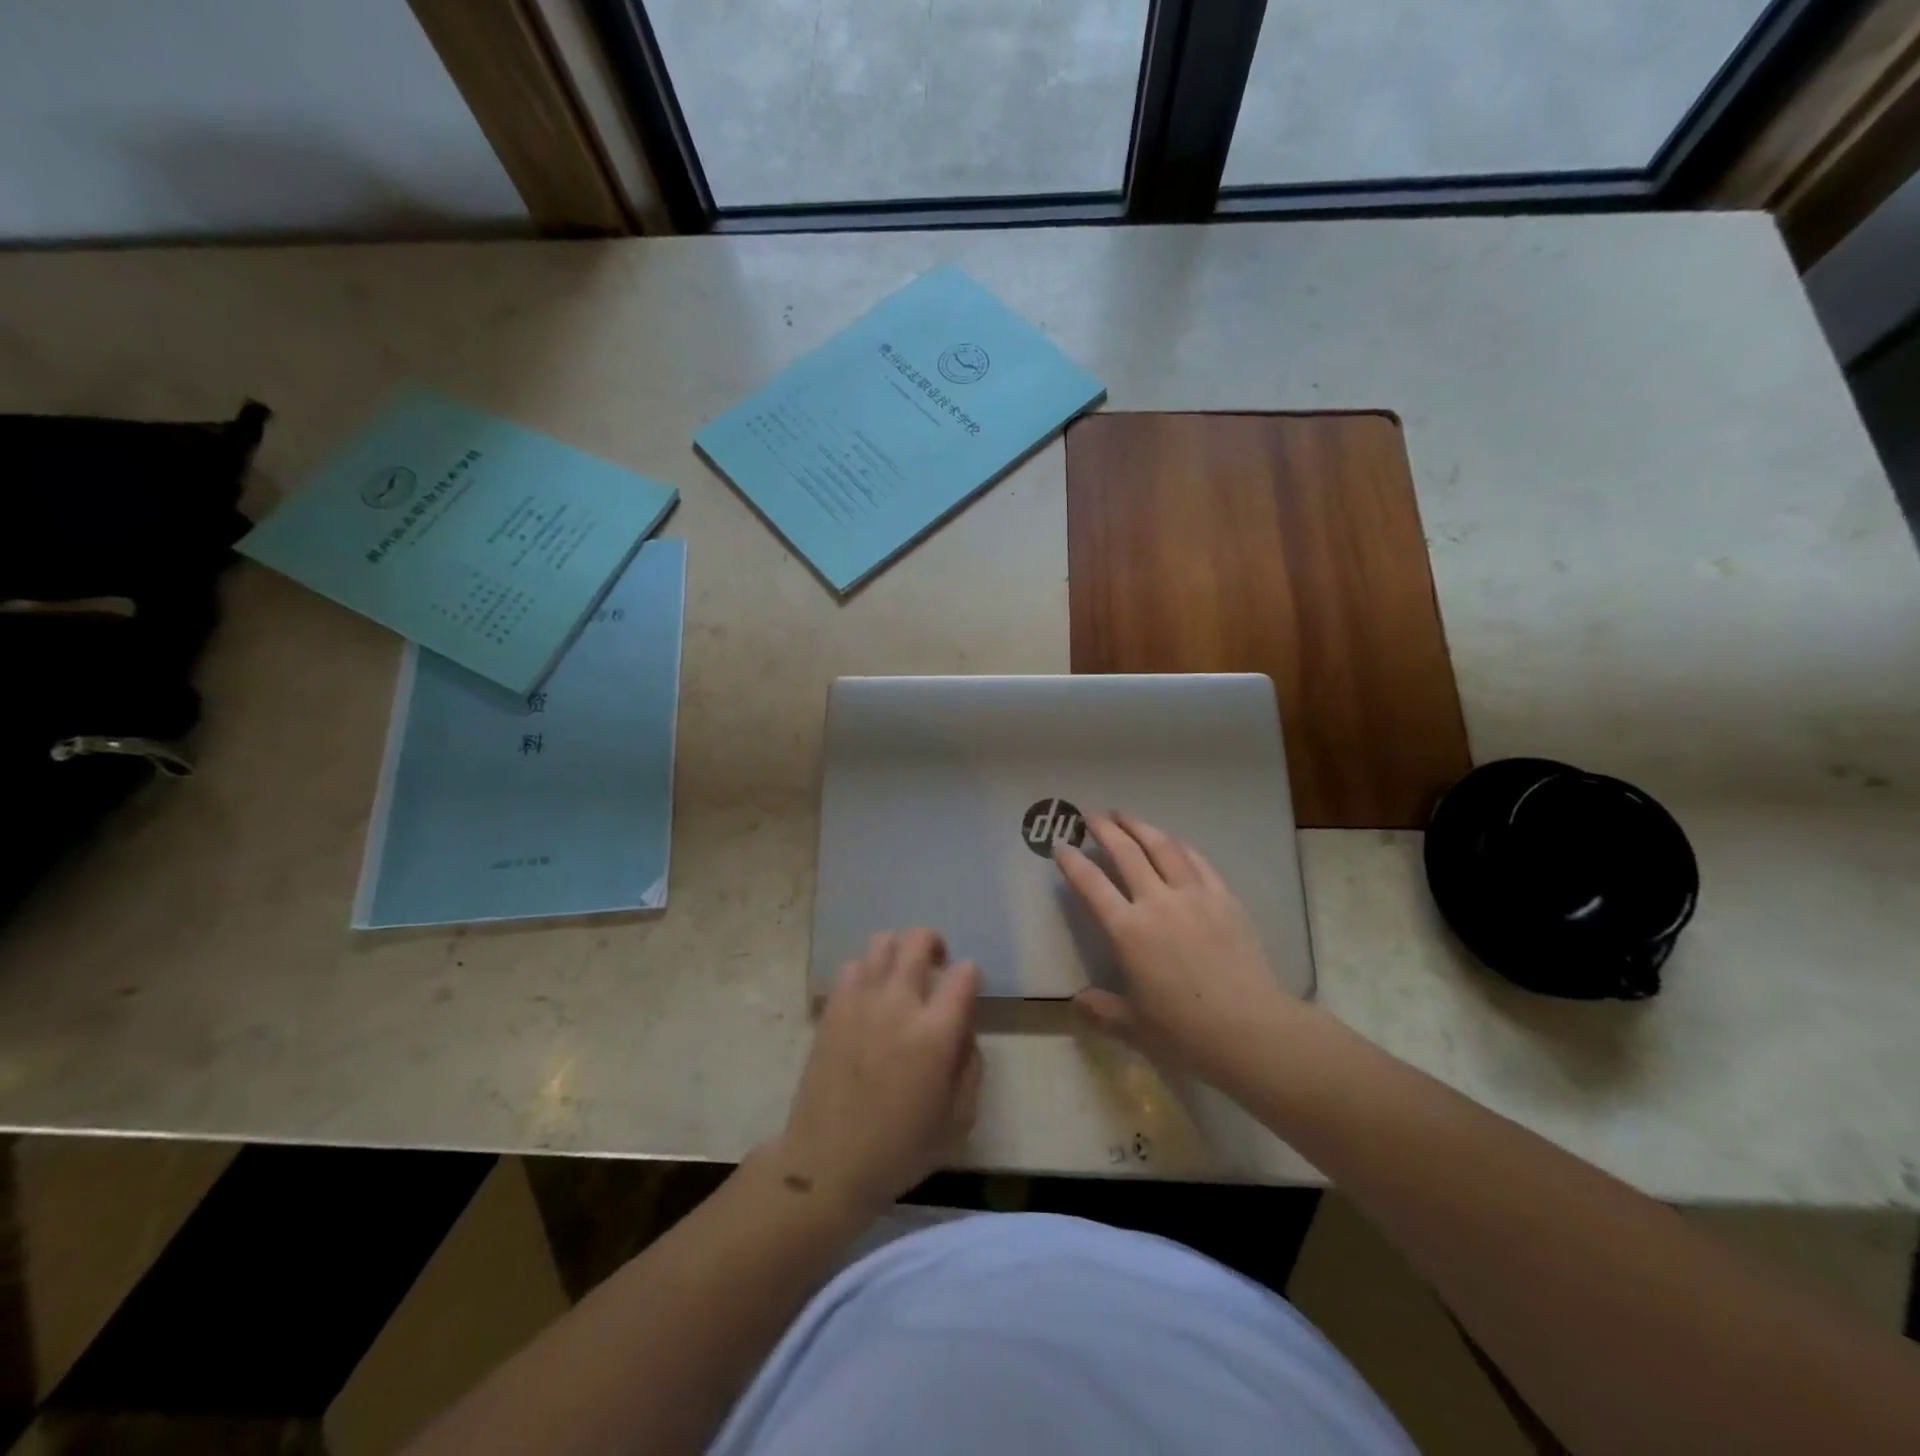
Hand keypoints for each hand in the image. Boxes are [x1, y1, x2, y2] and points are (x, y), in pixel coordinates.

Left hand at [775, 929, 981, 1220]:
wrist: (827, 1164)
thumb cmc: (900, 1149)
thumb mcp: (958, 1119)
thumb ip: (971, 1065)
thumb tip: (963, 1029)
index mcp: (935, 1033)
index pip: (963, 974)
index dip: (970, 976)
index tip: (966, 991)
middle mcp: (899, 1004)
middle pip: (919, 940)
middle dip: (935, 944)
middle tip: (937, 965)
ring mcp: (861, 1001)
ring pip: (883, 943)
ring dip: (899, 952)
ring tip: (901, 976)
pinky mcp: (833, 1008)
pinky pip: (852, 965)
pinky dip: (867, 970)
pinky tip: (870, 995)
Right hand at [1055, 812, 1299, 1086]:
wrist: (1253, 1030)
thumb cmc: (1187, 1032)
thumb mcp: (1135, 1026)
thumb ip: (1103, 1009)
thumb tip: (1078, 1002)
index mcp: (1128, 932)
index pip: (1091, 885)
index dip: (1072, 863)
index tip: (1060, 846)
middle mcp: (1157, 903)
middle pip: (1126, 853)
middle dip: (1105, 829)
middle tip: (1091, 815)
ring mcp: (1194, 895)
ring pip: (1162, 846)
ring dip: (1140, 826)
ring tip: (1125, 815)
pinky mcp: (1224, 897)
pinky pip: (1197, 860)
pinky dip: (1179, 845)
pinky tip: (1172, 840)